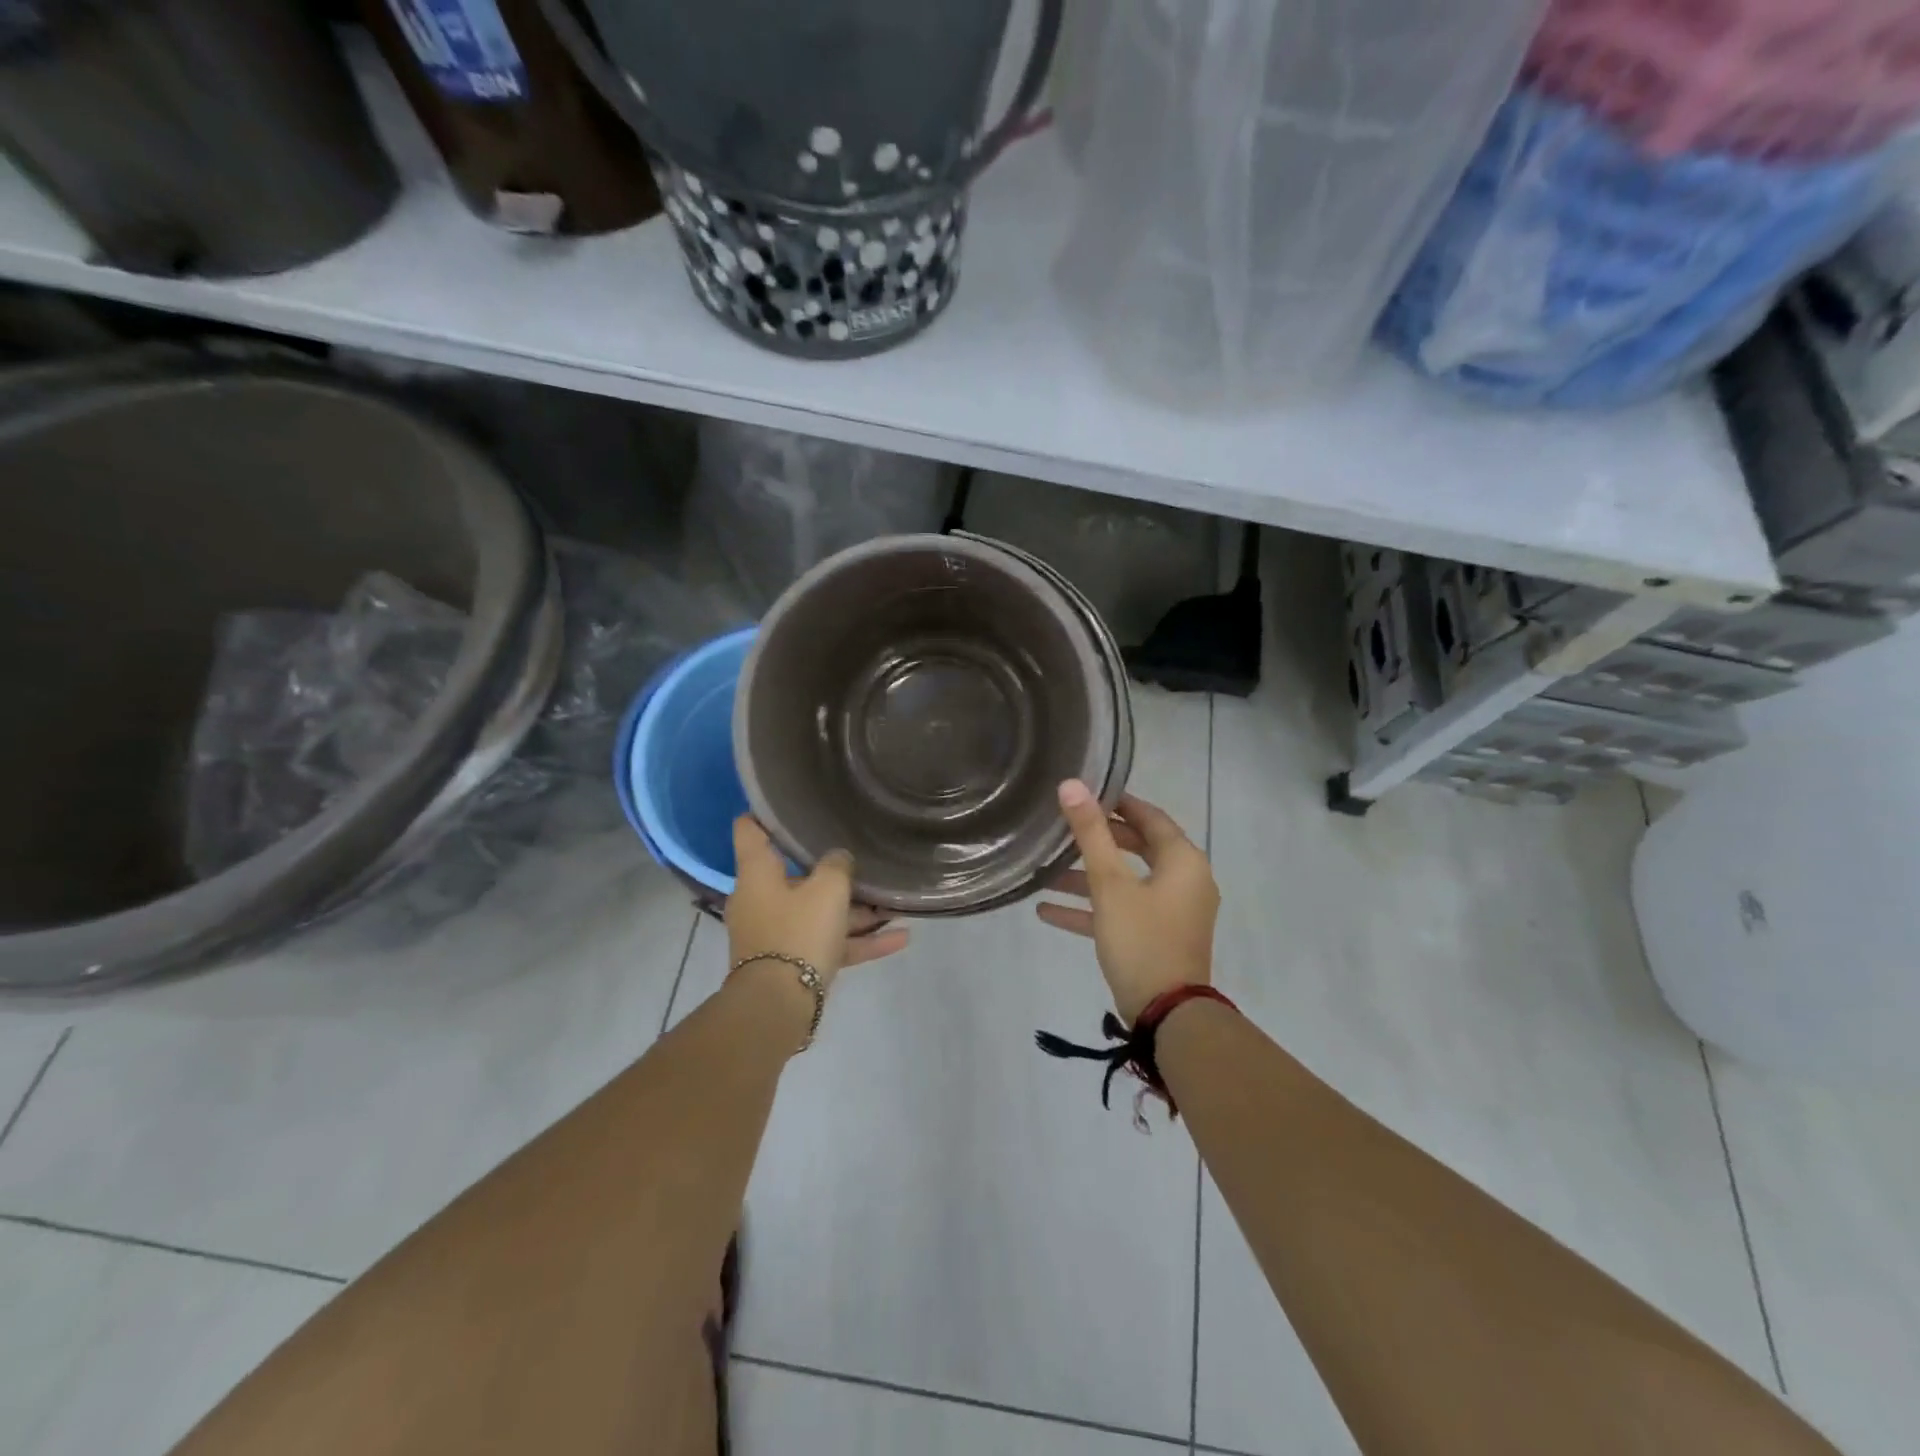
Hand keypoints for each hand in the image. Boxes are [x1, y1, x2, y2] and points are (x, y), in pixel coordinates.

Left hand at [726, 816, 909, 988]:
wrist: (779, 1006)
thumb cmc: (798, 931)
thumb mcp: (828, 888)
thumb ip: (838, 864)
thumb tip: (838, 859)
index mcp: (758, 873)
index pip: (750, 830)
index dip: (767, 813)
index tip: (791, 804)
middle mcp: (762, 899)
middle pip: (797, 875)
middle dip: (832, 870)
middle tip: (862, 856)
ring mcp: (777, 933)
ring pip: (819, 912)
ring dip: (855, 910)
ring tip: (894, 903)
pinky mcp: (794, 962)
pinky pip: (830, 943)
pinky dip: (859, 940)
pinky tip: (900, 938)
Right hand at [1037, 781, 1218, 1023]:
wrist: (1167, 1015)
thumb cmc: (1141, 938)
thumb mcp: (1110, 884)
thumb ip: (1091, 834)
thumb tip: (1072, 785)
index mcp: (1182, 860)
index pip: (1150, 817)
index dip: (1119, 802)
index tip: (1087, 793)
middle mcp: (1184, 881)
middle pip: (1138, 848)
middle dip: (1098, 841)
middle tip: (1064, 828)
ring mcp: (1172, 911)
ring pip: (1126, 882)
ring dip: (1087, 878)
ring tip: (1045, 872)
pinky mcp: (1158, 937)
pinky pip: (1123, 911)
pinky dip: (1092, 908)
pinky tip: (1046, 911)